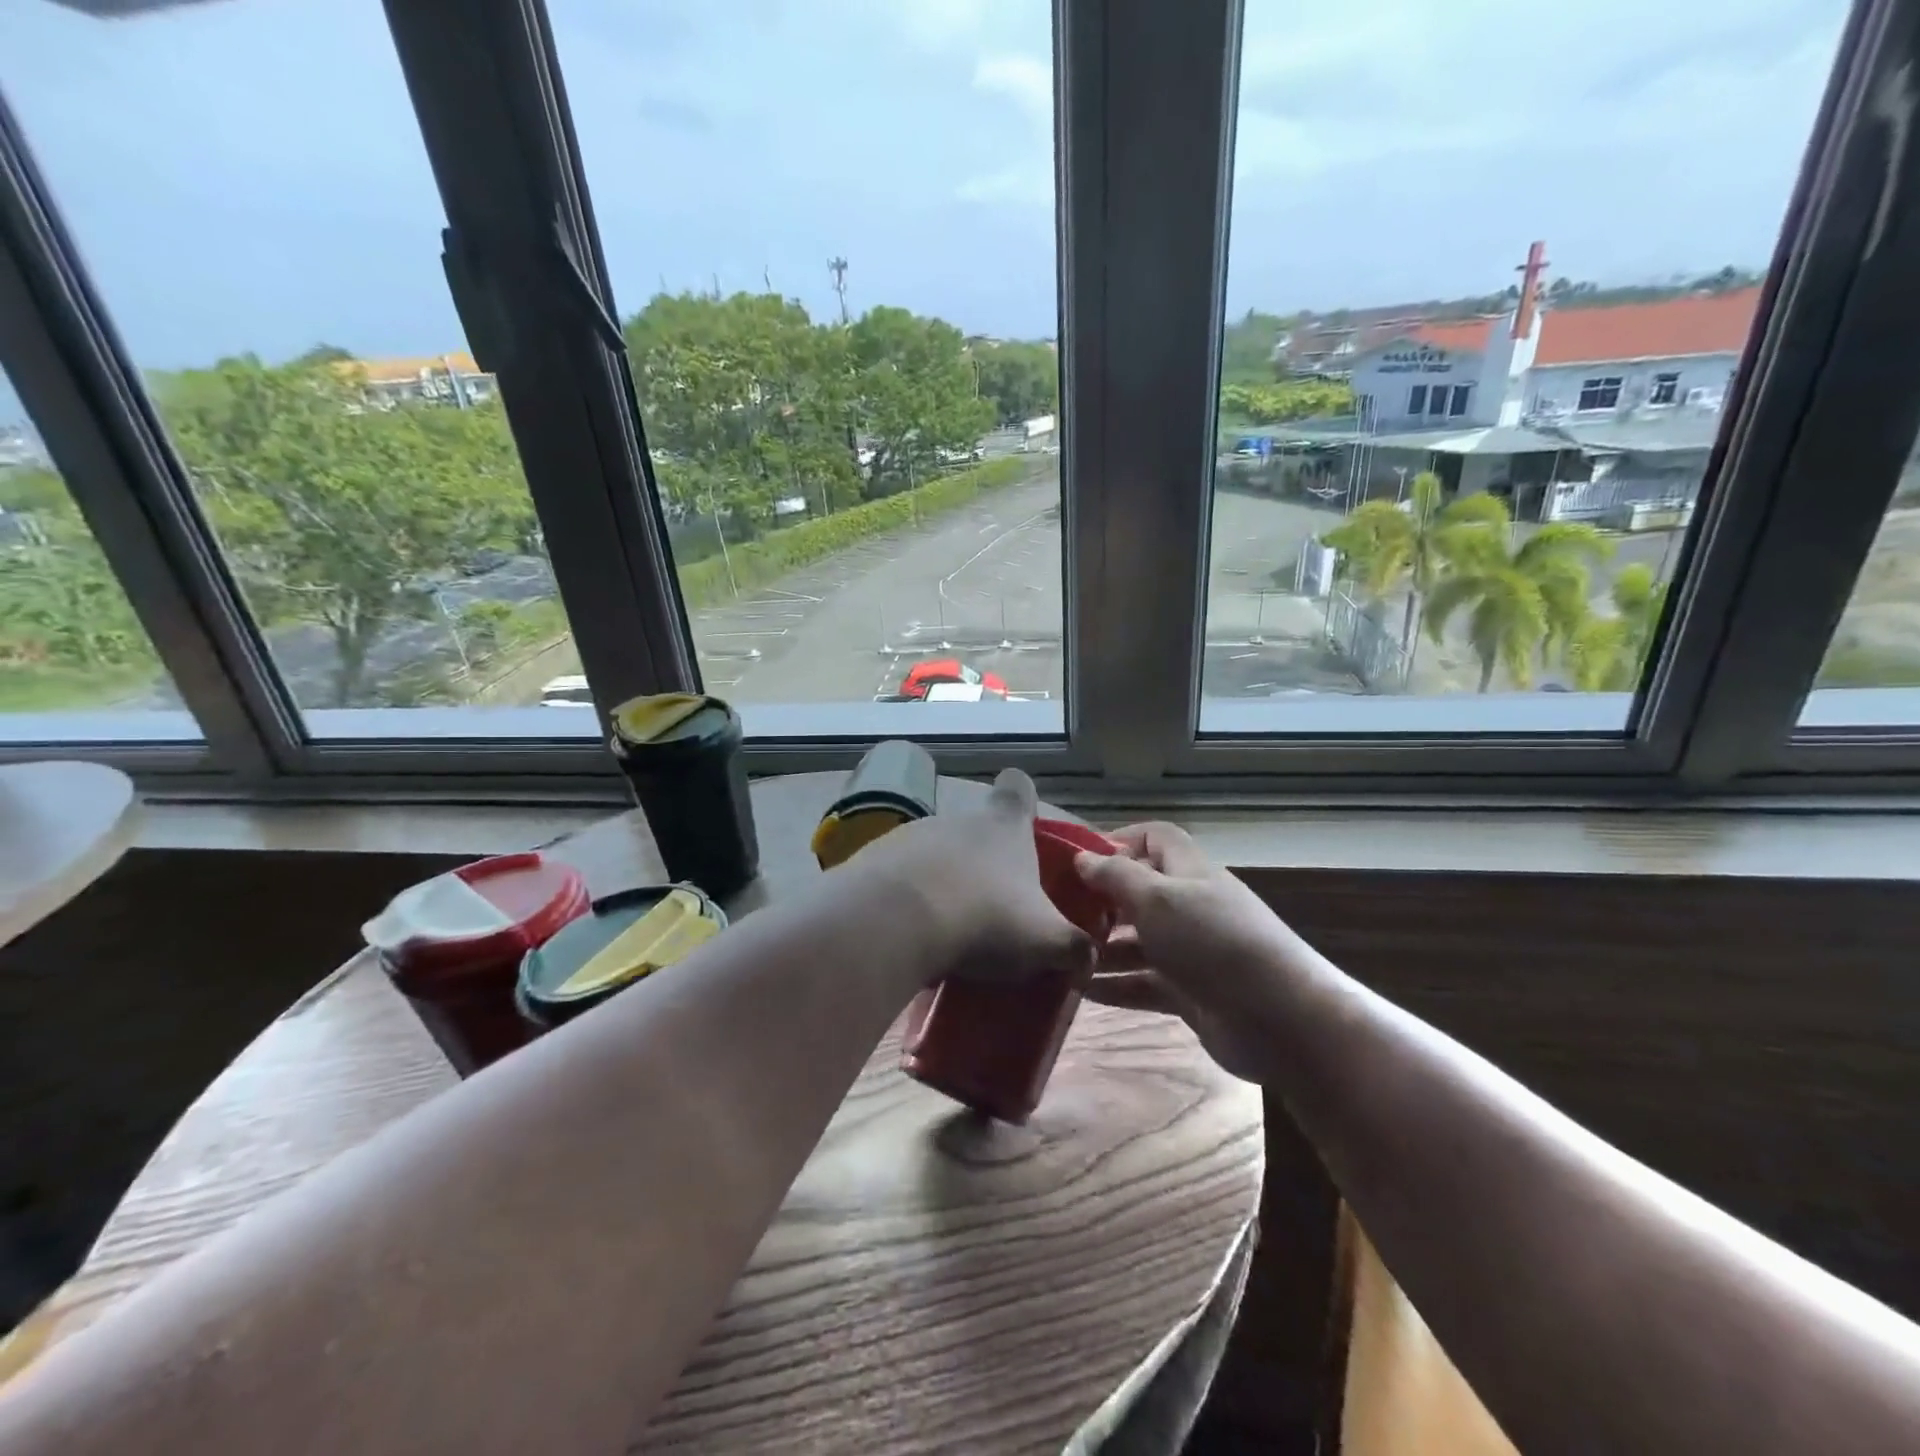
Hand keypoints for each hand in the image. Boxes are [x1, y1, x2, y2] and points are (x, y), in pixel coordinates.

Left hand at [839, 768, 1094, 987]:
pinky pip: (899, 879)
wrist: (893, 924)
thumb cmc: (983, 918)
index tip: (1025, 823)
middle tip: (994, 910)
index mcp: (1003, 826)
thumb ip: (1074, 949)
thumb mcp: (1045, 941)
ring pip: (936, 856)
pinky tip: (912, 937)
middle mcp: (957, 820)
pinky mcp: (872, 861)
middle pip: (977, 830)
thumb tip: (1087, 960)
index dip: (1023, 800)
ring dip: (944, 884)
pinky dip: (908, 901)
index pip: (1018, 788)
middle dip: (985, 864)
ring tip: (949, 932)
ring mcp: (910, 836)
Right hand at [1072, 822, 1293, 1081]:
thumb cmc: (1213, 941)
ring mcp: (1192, 952)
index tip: (1078, 860)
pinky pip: (1145, 983)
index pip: (1154, 838)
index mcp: (1189, 871)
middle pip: (1140, 892)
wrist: (1281, 1019)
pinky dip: (1116, 986)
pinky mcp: (1191, 993)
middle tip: (1058, 914)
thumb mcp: (1157, 898)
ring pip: (1138, 942)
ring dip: (1102, 948)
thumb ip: (1116, 876)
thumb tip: (1082, 857)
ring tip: (1062, 957)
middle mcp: (1191, 905)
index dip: (1118, 841)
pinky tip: (1080, 991)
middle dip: (1101, 901)